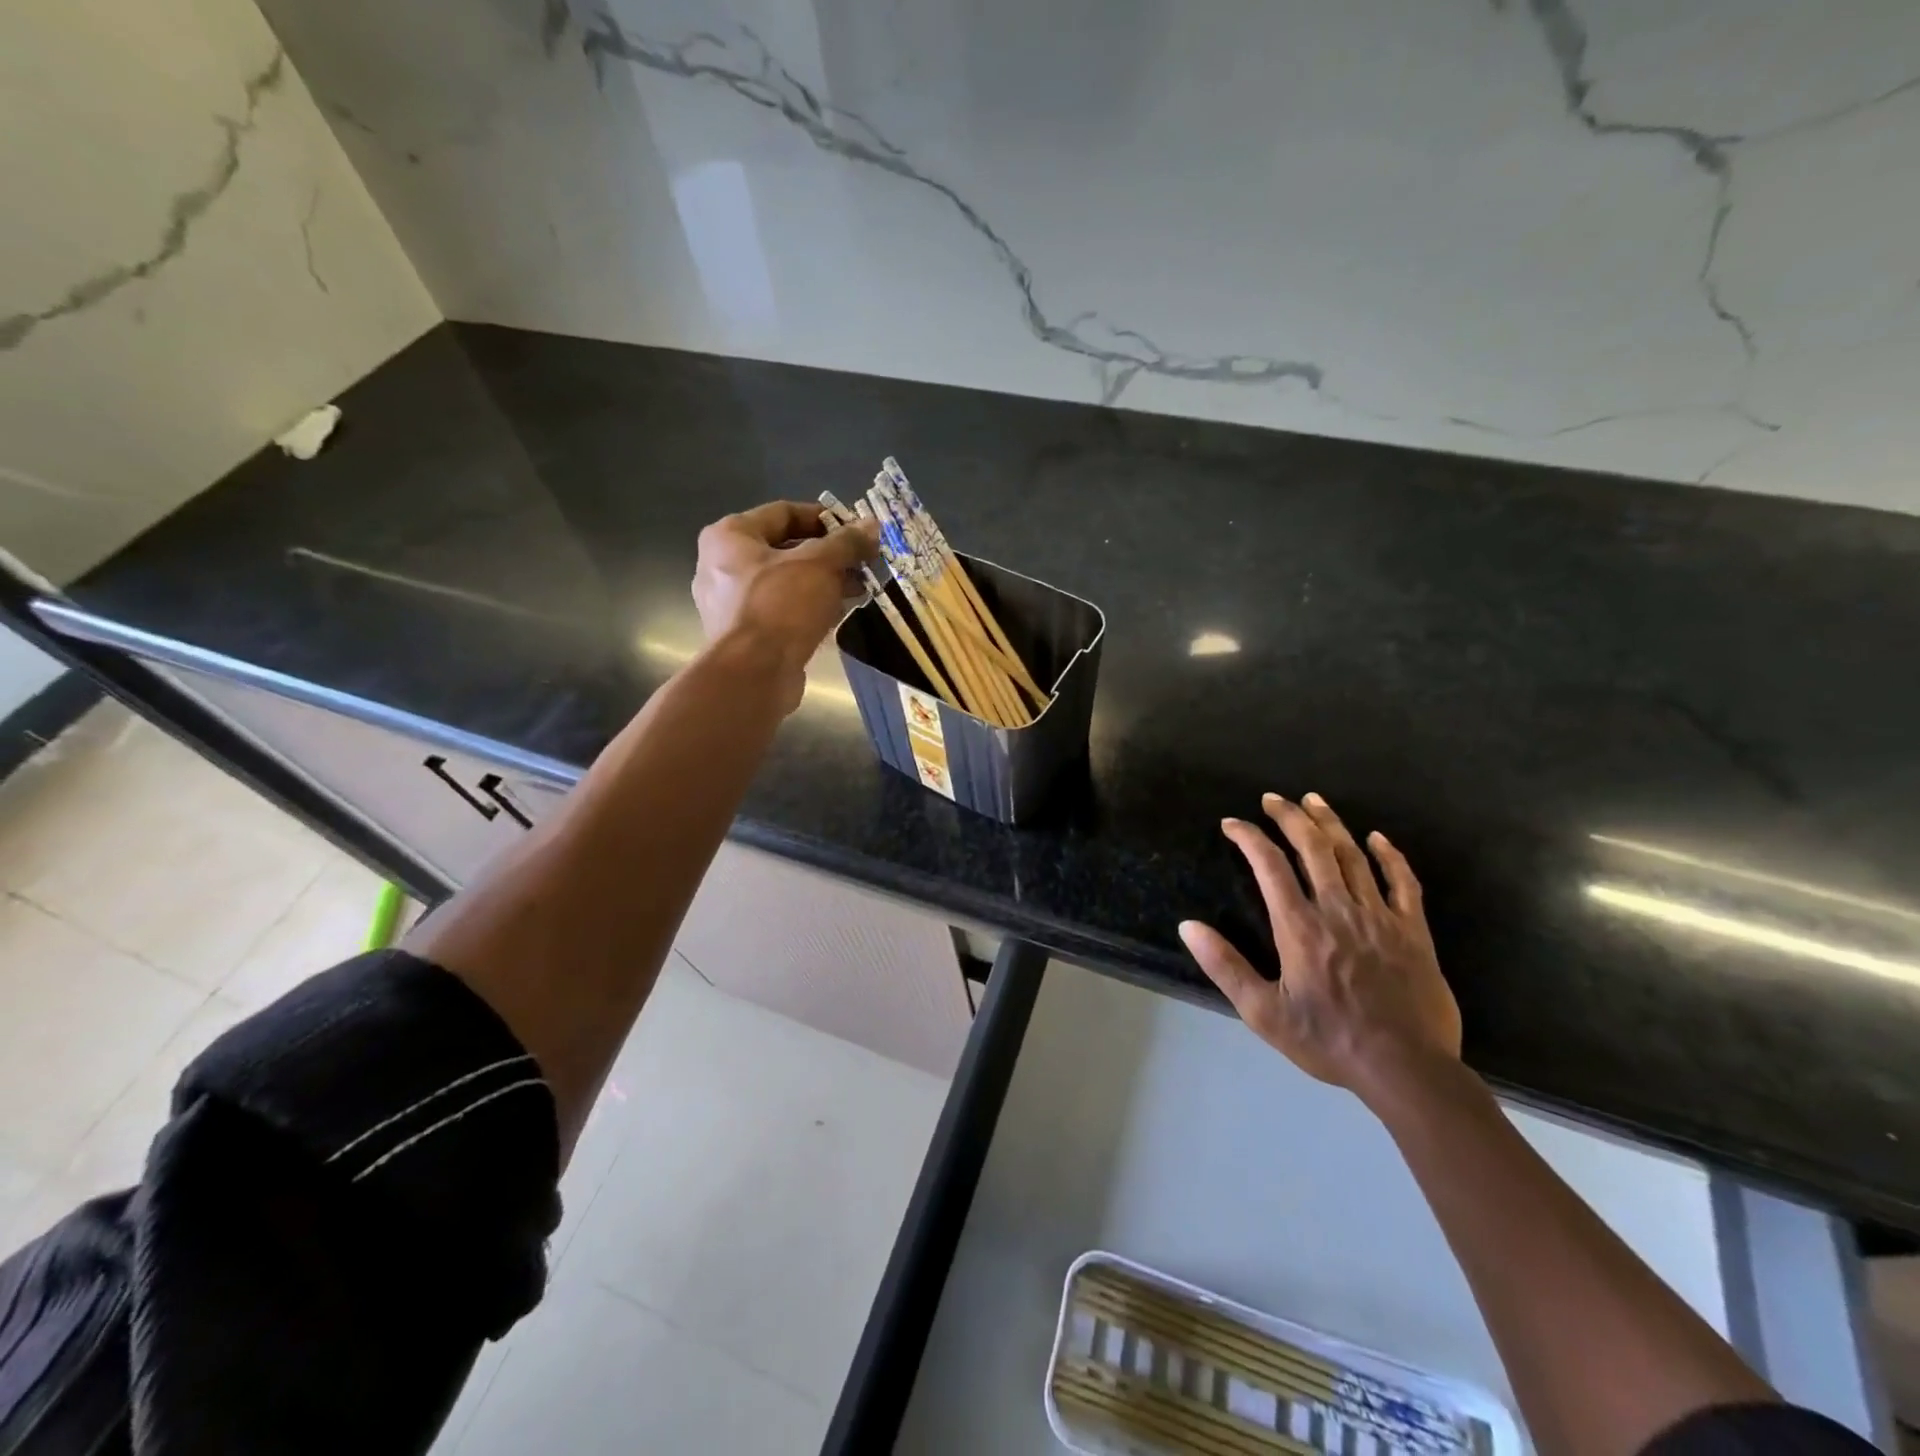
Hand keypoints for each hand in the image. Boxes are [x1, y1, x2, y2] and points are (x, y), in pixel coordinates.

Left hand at [692, 501, 878, 694]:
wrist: (754, 674)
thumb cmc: (781, 605)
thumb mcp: (820, 564)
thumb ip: (847, 542)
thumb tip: (871, 526)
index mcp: (729, 536)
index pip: (783, 512)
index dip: (824, 518)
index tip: (856, 530)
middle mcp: (721, 565)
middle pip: (784, 549)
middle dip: (828, 555)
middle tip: (862, 562)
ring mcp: (730, 603)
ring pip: (785, 582)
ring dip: (823, 582)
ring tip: (858, 588)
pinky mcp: (744, 634)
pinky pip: (781, 609)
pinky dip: (808, 607)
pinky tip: (838, 613)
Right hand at [1179, 793, 1460, 1101]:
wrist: (1406, 1069)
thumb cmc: (1328, 1040)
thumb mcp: (1263, 1012)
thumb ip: (1224, 966)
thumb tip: (1188, 926)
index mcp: (1299, 926)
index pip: (1269, 865)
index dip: (1249, 837)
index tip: (1231, 823)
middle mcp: (1338, 909)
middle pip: (1313, 848)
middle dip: (1289, 817)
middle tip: (1272, 799)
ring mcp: (1379, 916)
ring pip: (1353, 855)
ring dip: (1331, 823)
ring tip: (1313, 800)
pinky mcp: (1412, 931)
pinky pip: (1403, 882)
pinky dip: (1390, 856)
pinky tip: (1377, 838)